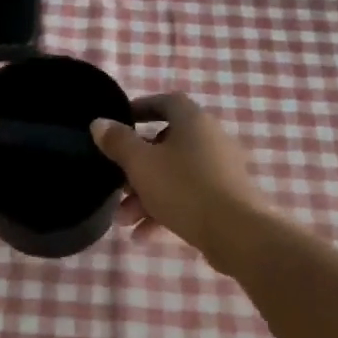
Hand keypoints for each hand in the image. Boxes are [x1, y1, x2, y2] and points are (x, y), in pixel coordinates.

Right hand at [91, 94, 271, 265]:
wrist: (237, 233)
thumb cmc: (184, 188)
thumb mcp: (141, 164)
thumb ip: (118, 142)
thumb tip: (99, 123)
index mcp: (193, 121)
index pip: (165, 102)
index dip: (140, 109)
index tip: (118, 123)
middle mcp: (210, 139)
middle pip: (165, 145)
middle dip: (135, 168)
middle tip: (116, 186)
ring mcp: (221, 169)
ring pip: (174, 175)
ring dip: (145, 195)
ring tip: (124, 221)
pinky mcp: (226, 197)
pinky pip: (188, 196)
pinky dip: (165, 210)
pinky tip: (144, 235)